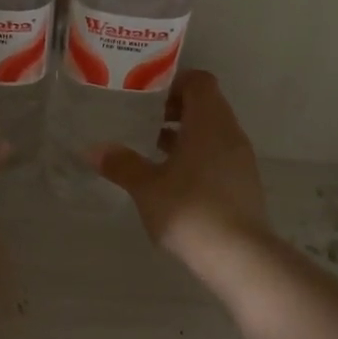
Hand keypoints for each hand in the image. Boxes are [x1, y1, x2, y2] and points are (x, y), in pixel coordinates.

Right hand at [90, 70, 269, 262]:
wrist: (238, 256)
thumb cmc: (189, 209)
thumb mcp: (146, 186)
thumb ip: (121, 164)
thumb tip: (93, 149)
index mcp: (209, 122)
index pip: (199, 81)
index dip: (174, 83)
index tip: (147, 99)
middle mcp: (230, 133)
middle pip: (206, 105)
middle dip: (176, 110)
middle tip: (145, 123)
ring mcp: (241, 159)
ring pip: (213, 131)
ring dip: (186, 134)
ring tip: (154, 151)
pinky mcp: (244, 183)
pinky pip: (219, 154)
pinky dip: (198, 156)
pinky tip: (174, 180)